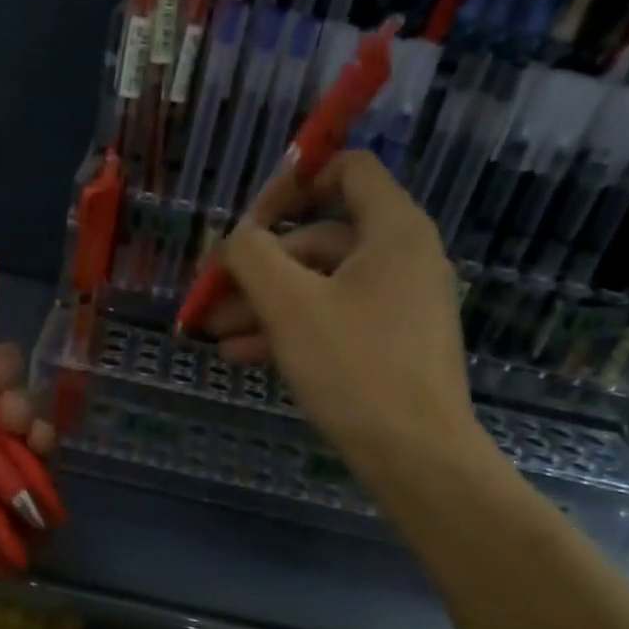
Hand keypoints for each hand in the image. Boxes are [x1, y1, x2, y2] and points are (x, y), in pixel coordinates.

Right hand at [207, 150, 496, 491]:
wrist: (416, 457)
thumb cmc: (355, 368)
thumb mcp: (290, 305)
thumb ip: (252, 256)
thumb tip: (235, 238)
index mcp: (393, 230)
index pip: (347, 170)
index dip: (293, 183)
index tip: (249, 220)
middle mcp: (403, 258)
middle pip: (319, 238)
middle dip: (259, 267)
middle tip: (211, 295)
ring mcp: (399, 305)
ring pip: (320, 287)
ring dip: (264, 305)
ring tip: (215, 334)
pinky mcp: (390, 345)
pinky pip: (334, 321)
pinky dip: (291, 330)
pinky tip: (242, 355)